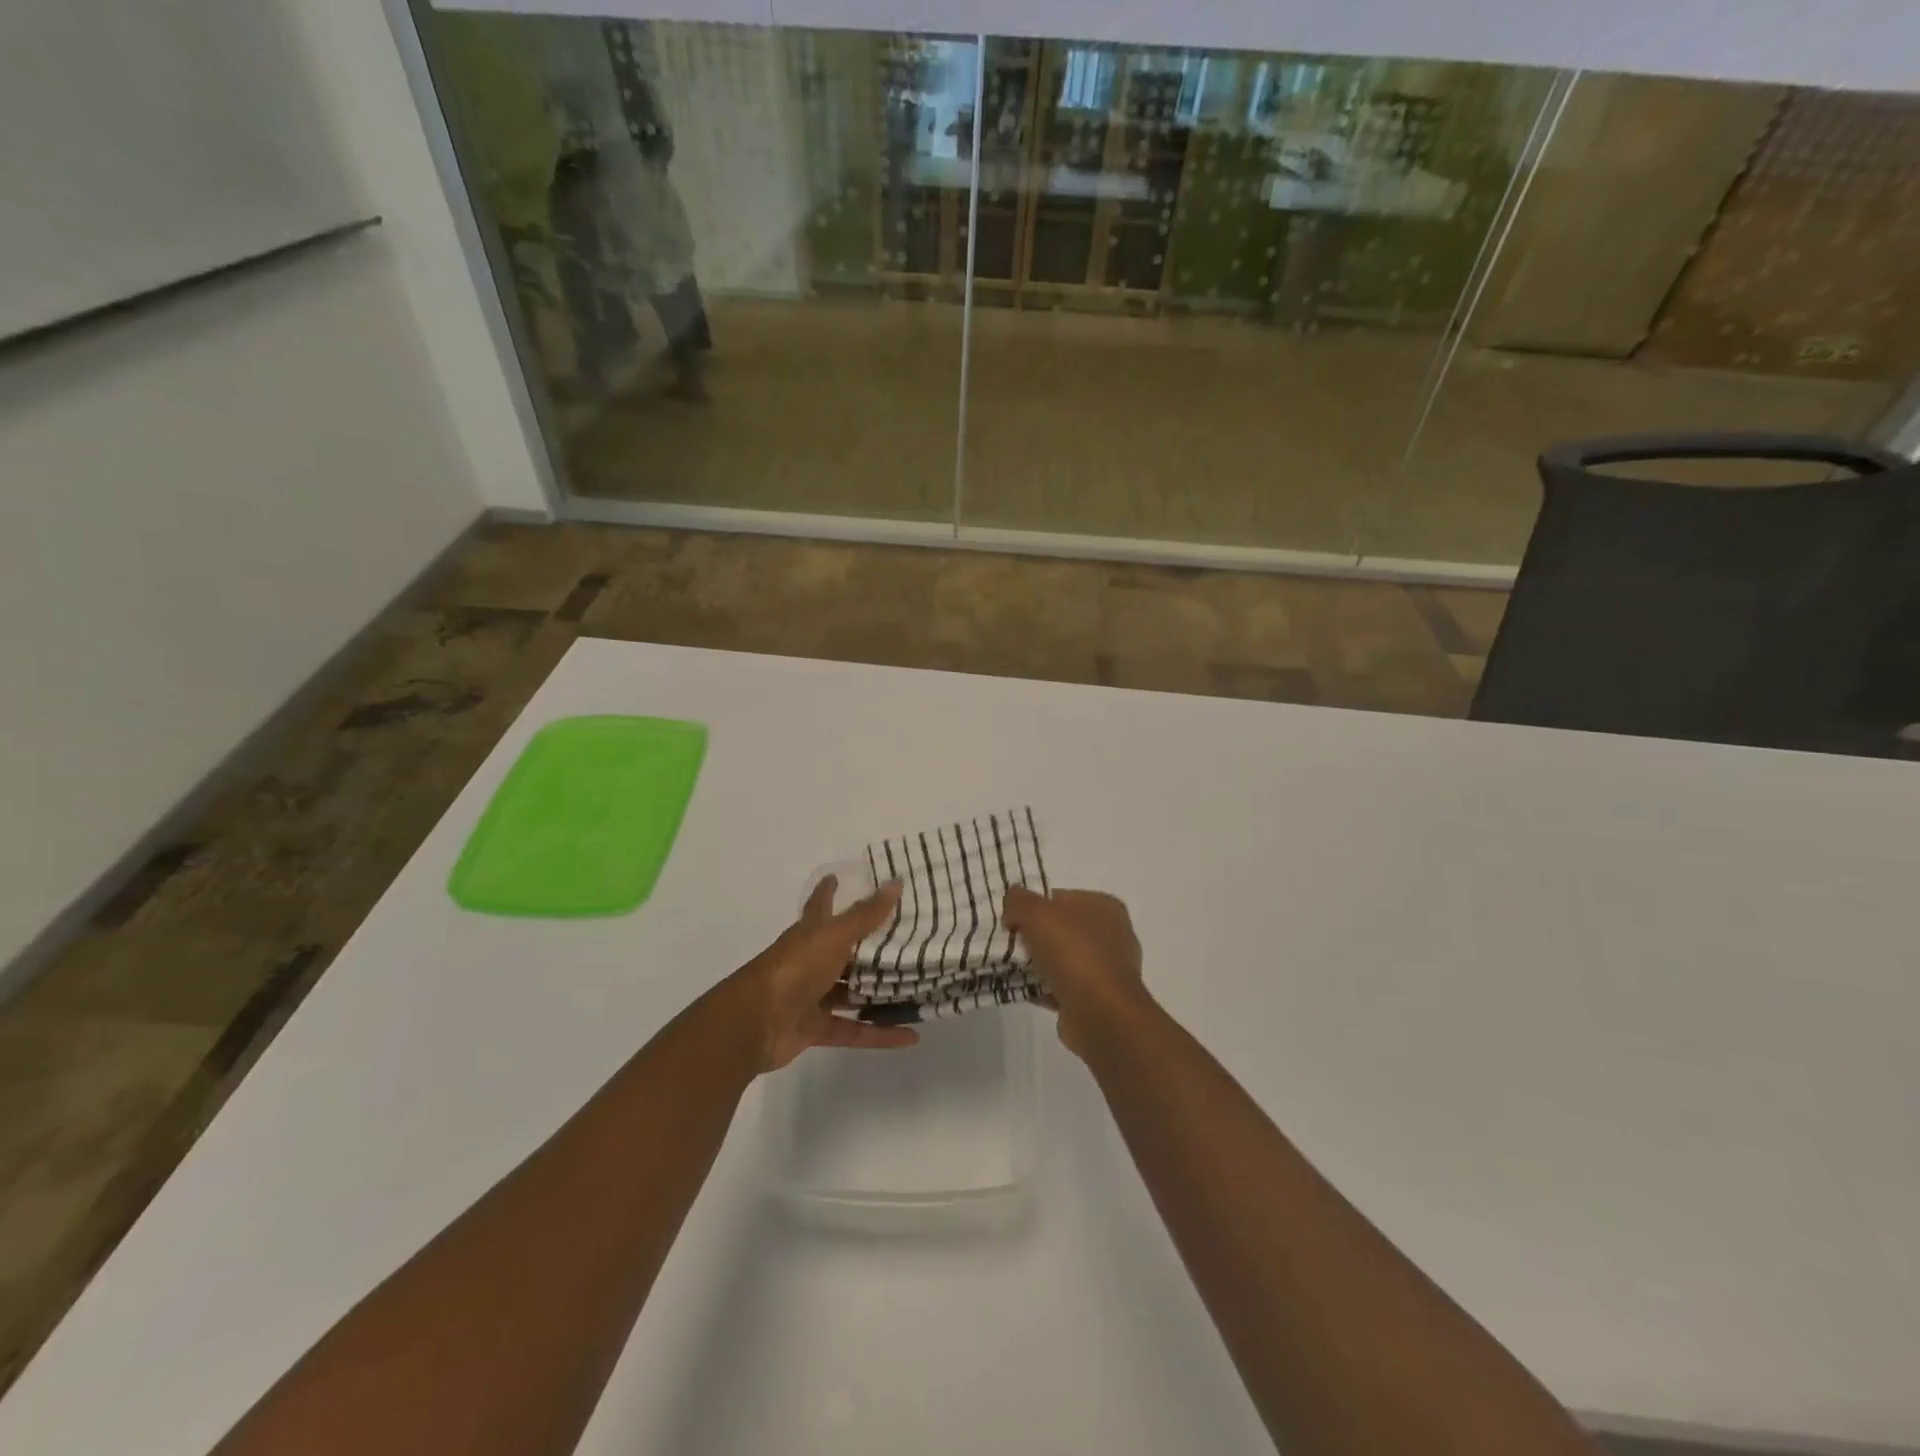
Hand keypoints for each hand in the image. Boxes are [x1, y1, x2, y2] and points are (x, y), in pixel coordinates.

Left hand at [727, 877, 918, 1072]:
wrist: (755, 1023)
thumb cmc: (795, 968)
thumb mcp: (834, 936)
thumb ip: (866, 914)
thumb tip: (896, 882)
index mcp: (810, 934)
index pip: (820, 905)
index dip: (828, 891)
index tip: (838, 876)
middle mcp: (811, 961)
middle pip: (843, 951)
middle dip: (869, 946)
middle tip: (906, 939)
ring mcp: (812, 996)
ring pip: (851, 992)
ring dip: (878, 991)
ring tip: (915, 986)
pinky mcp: (816, 1028)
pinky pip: (855, 1030)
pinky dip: (881, 1034)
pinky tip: (911, 1035)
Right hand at [1003, 887, 1148, 1058]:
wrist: (1100, 1013)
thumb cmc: (1073, 952)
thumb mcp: (1037, 913)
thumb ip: (1019, 900)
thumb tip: (1012, 903)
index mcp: (1104, 907)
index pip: (1061, 898)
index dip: (1033, 906)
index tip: (1011, 920)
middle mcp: (1111, 935)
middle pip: (1061, 929)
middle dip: (1034, 937)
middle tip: (1009, 945)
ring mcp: (1107, 970)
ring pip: (1062, 960)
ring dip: (1038, 965)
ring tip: (1010, 968)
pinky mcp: (1098, 999)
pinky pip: (1063, 987)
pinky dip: (1043, 988)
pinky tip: (1022, 990)